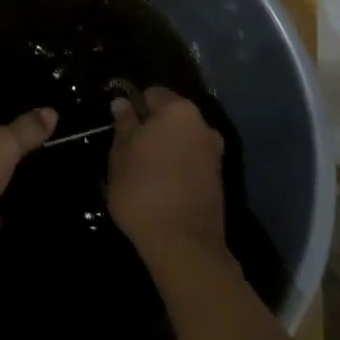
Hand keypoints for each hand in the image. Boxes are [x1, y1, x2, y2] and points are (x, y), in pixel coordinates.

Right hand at [107, 86, 227, 259]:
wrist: (184, 246)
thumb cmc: (144, 190)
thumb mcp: (121, 154)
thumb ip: (124, 124)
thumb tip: (122, 102)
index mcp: (178, 110)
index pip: (152, 94)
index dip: (134, 107)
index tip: (121, 129)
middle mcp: (202, 125)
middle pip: (170, 117)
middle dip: (152, 129)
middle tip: (129, 151)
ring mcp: (213, 154)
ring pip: (182, 140)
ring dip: (166, 149)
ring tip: (144, 173)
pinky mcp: (218, 181)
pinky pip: (191, 162)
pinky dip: (178, 168)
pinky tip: (161, 188)